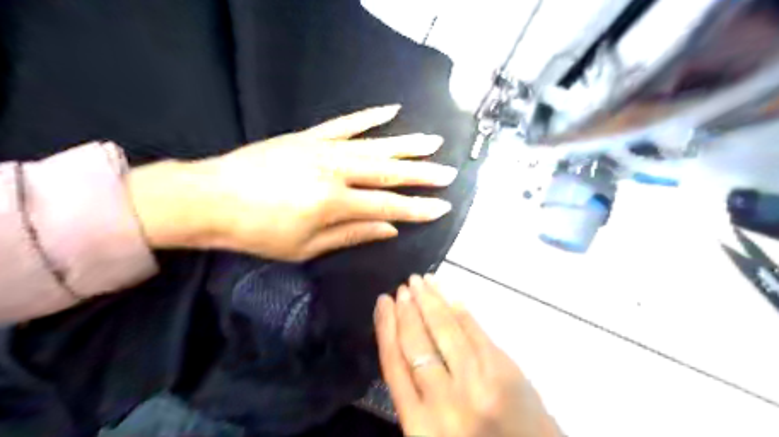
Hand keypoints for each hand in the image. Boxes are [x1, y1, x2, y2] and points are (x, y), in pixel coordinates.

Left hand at [128, 106, 457, 260]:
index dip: (417, 209)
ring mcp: (322, 149)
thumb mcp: (306, 247)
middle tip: (448, 173)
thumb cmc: (258, 232)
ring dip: (405, 144)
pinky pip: (345, 123)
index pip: (387, 206)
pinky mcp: (309, 136)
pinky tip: (391, 111)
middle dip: (421, 174)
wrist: (210, 199)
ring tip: (432, 142)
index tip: (442, 207)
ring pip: (373, 145)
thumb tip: (389, 230)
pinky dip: (369, 116)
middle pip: (387, 172)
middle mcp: (334, 171)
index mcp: (334, 203)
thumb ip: (352, 234)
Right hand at [376, 276, 564, 435]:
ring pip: (445, 330)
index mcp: (419, 426)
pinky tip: (451, 296)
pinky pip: (475, 331)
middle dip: (407, 309)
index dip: (386, 327)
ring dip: (432, 300)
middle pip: (417, 342)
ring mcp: (478, 383)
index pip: (393, 363)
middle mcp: (445, 402)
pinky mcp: (504, 371)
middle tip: (403, 288)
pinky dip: (460, 311)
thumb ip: (416, 396)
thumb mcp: (431, 435)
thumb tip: (406, 342)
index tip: (383, 302)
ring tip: (421, 281)